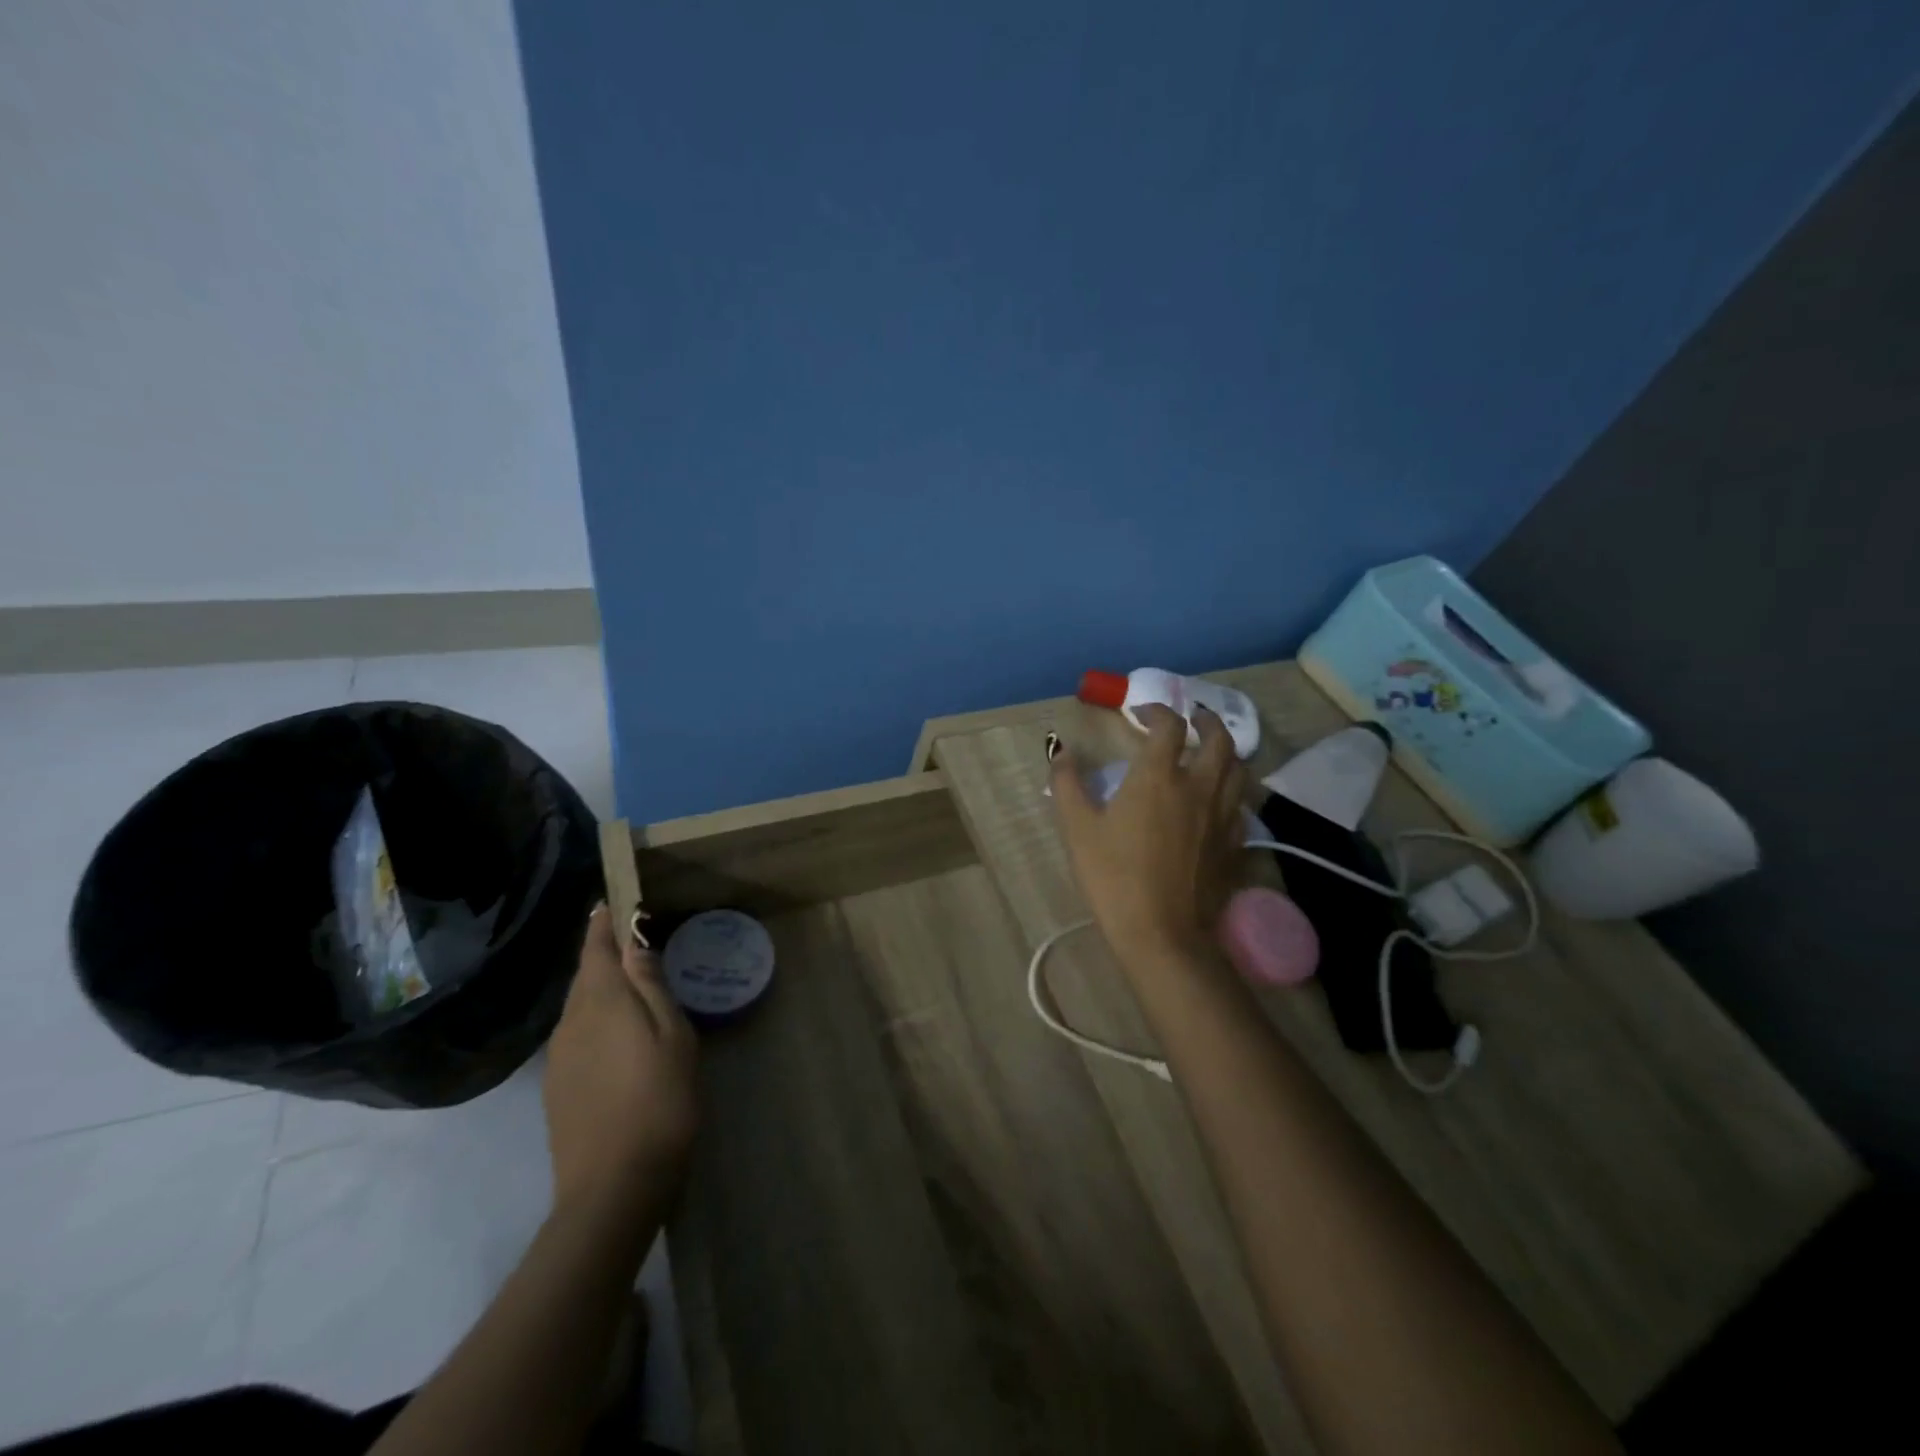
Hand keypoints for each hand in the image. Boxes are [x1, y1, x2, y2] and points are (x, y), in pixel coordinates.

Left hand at [544, 905, 698, 1217]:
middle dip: (605, 955)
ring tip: (634, 988)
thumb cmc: (659, 1101)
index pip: (596, 947)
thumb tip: (635, 942)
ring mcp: (558, 1057)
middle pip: (585, 976)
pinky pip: (577, 1035)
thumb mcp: (673, 1035)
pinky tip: (619, 1037)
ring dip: (602, 990)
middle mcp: (570, 1022)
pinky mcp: (557, 1087)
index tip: (613, 901)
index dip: (603, 922)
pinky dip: (596, 1021)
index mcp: (601, 1002)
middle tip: (635, 942)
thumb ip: (651, 986)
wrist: (612, 1188)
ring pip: (580, 1007)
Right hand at [1051, 704, 1247, 972]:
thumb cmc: (1113, 877)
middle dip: (1206, 721)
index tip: (1142, 713)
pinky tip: (1219, 800)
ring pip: (1238, 770)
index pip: (1169, 726)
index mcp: (1159, 777)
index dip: (1157, 711)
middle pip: (1219, 740)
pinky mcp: (1233, 845)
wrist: (1161, 933)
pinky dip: (1232, 790)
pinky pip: (1241, 805)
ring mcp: (1222, 817)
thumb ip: (1067, 783)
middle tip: (1193, 719)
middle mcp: (1198, 787)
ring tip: (1211, 752)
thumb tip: (1061, 751)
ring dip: (1226, 752)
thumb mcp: (1077, 828)